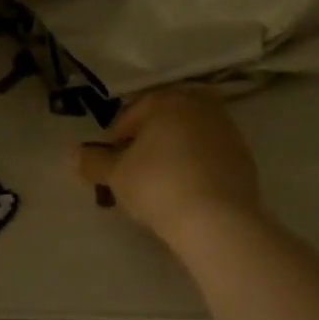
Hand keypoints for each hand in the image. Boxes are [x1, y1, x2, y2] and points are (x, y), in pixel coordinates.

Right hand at [76, 87, 260, 241]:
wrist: (216, 219)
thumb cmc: (157, 185)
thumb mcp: (115, 175)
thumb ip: (93, 162)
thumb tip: (74, 154)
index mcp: (168, 101)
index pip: (133, 113)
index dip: (116, 139)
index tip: (109, 164)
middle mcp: (201, 106)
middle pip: (164, 121)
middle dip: (147, 142)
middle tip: (133, 171)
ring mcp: (227, 130)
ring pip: (188, 137)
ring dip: (171, 153)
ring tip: (158, 183)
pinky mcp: (244, 157)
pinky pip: (209, 156)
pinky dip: (194, 166)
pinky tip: (185, 191)